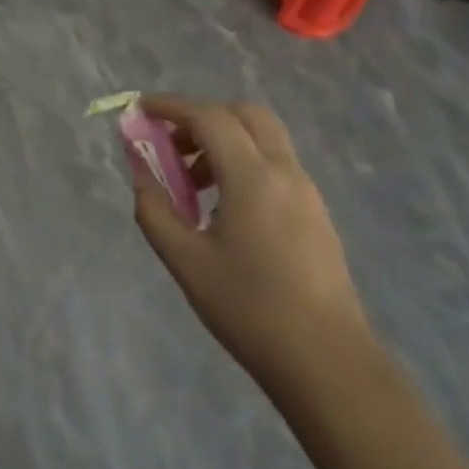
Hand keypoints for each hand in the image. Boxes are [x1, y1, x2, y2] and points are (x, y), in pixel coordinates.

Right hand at [132, 96, 372, 396]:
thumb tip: (141, 169)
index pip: (208, 117)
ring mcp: (306, 191)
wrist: (328, 362)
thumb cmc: (249, 309)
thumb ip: (154, 207)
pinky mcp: (315, 212)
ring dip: (223, 140)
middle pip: (244, 114)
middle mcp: (284, 172)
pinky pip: (274, 164)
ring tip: (192, 183)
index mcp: (252, 178)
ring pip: (262, 137)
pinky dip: (243, 162)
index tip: (140, 109)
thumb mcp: (185, 260)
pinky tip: (223, 207)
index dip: (171, 106)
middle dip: (202, 116)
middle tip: (171, 145)